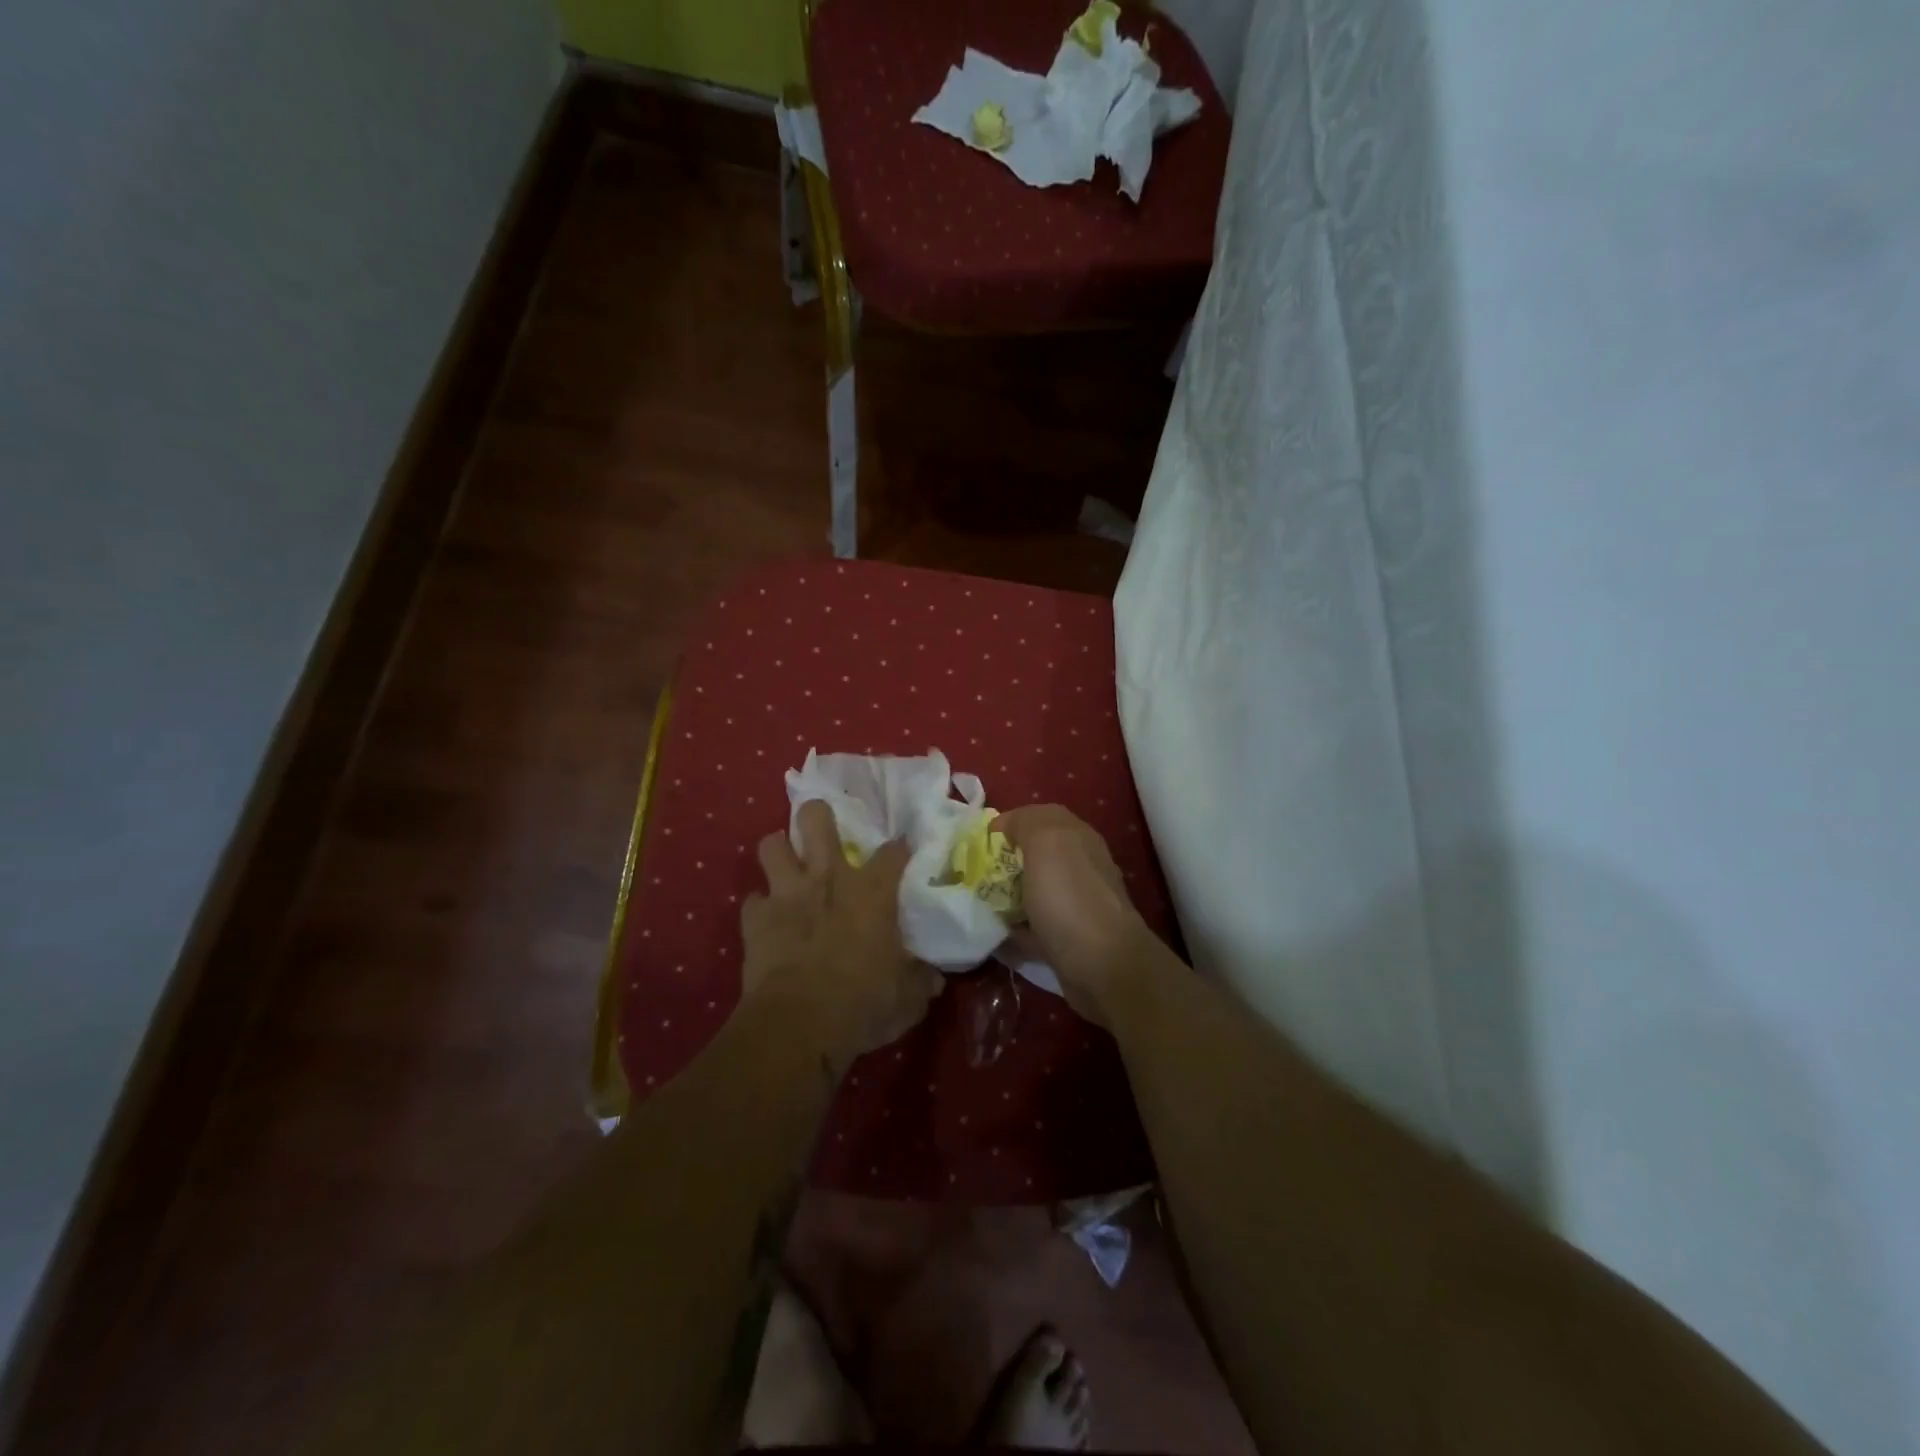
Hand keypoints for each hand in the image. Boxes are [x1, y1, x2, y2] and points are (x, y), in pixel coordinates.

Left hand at [741, 799, 943, 1064]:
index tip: (902, 851)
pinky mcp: (755, 919)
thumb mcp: (908, 999)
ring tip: (787, 864)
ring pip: (771, 845)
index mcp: (871, 892)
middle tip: (823, 832)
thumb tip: (935, 977)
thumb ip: (921, 980)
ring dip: (779, 851)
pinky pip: (753, 900)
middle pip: (816, 819)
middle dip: (818, 816)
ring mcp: (787, 894)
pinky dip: (760, 908)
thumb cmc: (863, 1004)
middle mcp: (828, 878)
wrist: (799, 1023)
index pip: (893, 852)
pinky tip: (767, 921)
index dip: (899, 848)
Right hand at [994, 805, 1150, 1026]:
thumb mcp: (1045, 841)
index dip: (1007, 825)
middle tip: (972, 874)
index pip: (1036, 817)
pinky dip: (1014, 929)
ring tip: (977, 904)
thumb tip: (1008, 826)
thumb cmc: (1069, 897)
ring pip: (1031, 891)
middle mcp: (1078, 865)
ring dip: (1006, 896)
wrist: (1103, 965)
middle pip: (1032, 855)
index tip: (978, 843)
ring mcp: (1074, 903)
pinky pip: (1033, 926)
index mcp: (1075, 837)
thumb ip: (1026, 822)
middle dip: (1002, 862)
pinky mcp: (1067, 938)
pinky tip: (994, 934)